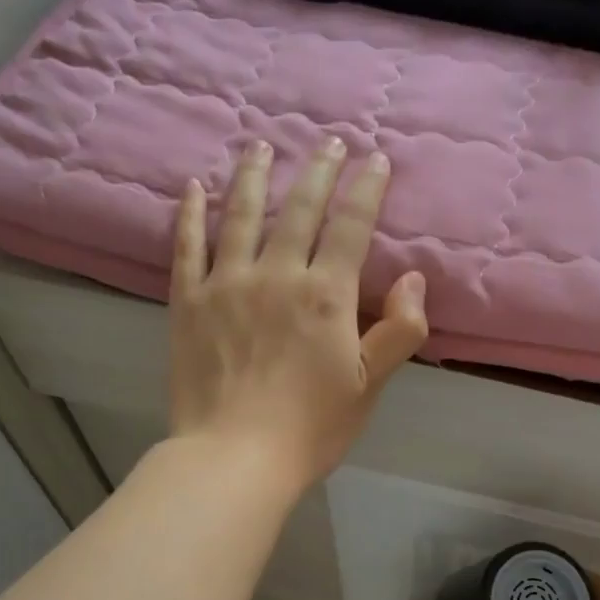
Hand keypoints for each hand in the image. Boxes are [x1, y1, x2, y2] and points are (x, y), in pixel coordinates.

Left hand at [168, 137, 428, 492]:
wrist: (234, 458)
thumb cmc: (310, 428)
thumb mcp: (368, 386)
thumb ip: (399, 331)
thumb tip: (413, 278)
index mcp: (325, 295)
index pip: (351, 226)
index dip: (366, 189)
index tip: (375, 159)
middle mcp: (276, 274)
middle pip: (300, 208)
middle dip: (319, 170)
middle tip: (328, 142)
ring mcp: (226, 284)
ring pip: (242, 214)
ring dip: (254, 176)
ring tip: (261, 146)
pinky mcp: (187, 302)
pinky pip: (187, 246)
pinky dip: (190, 214)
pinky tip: (194, 187)